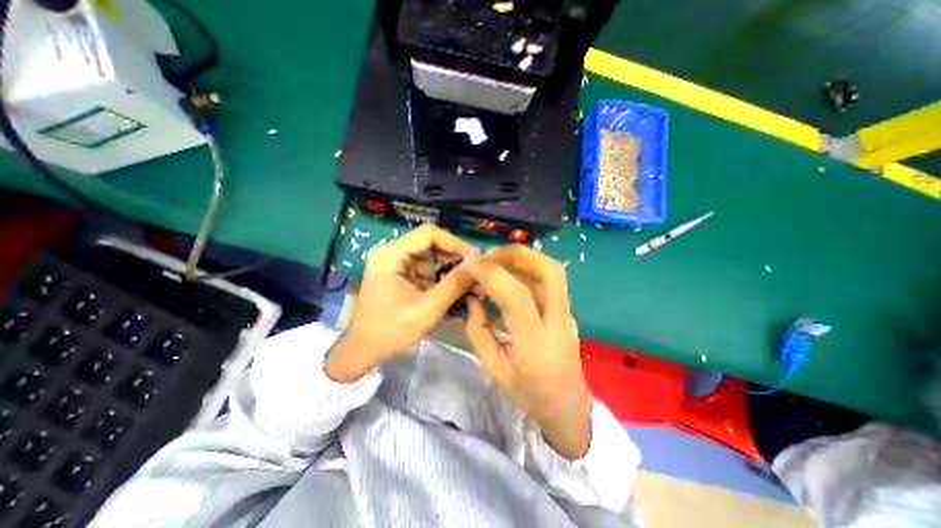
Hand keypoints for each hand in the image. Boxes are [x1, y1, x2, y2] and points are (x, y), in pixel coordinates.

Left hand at [327, 226, 480, 380]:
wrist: (364, 349)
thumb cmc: (391, 331)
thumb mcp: (427, 309)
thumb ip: (453, 285)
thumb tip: (477, 263)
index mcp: (390, 256)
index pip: (429, 234)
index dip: (455, 243)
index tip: (474, 258)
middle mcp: (391, 252)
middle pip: (430, 242)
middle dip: (453, 256)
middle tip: (472, 272)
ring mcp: (395, 262)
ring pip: (430, 254)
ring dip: (448, 267)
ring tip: (465, 282)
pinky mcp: (400, 272)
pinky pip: (426, 266)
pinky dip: (440, 275)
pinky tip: (450, 288)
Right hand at [463, 246, 585, 456]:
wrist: (568, 407)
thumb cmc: (529, 393)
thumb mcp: (494, 369)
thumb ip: (479, 331)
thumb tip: (473, 300)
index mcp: (535, 345)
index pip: (517, 297)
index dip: (493, 274)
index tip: (471, 265)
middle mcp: (558, 324)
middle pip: (549, 272)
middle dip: (517, 254)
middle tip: (490, 255)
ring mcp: (567, 315)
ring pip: (553, 272)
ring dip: (523, 258)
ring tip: (496, 261)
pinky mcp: (568, 312)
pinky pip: (550, 282)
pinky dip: (528, 270)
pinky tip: (510, 277)